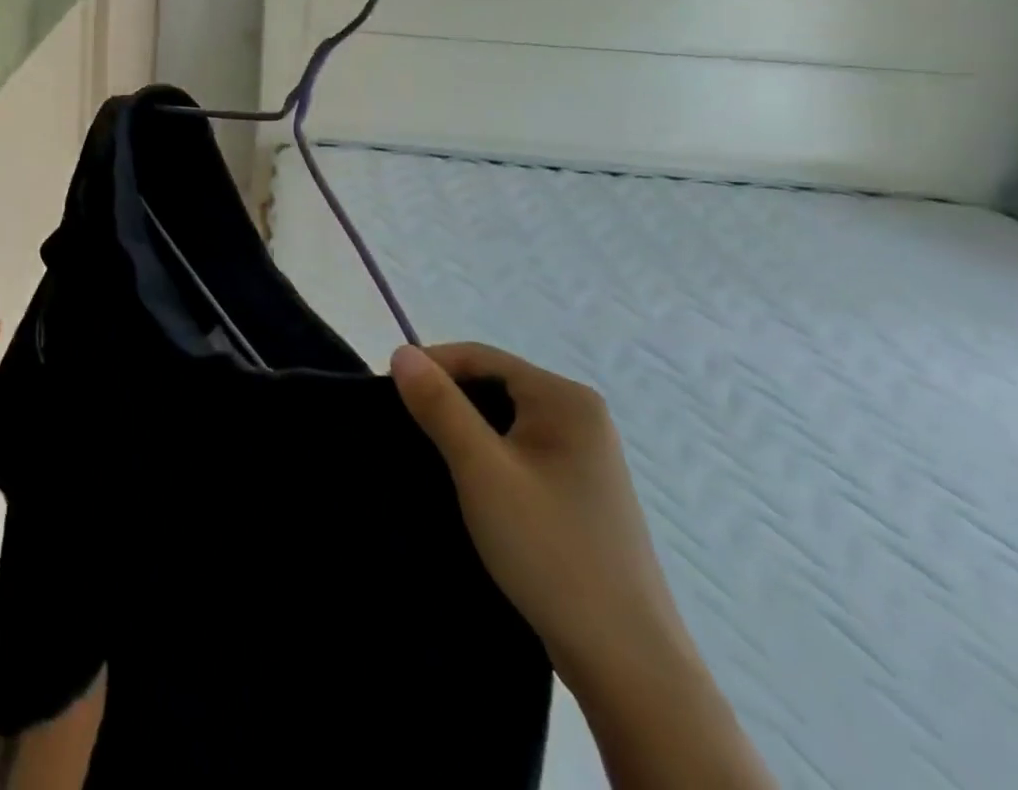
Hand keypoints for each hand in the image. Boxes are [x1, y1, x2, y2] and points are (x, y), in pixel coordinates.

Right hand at [390, 342, 690, 692]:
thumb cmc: (550, 551)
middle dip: (448, 401)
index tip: (389, 396)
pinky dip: (489, 458)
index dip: (430, 368)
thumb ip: (439, 405)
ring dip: (466, 432)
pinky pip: (520, 451)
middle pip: (494, 384)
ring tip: (433, 459)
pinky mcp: (581, 491)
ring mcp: (586, 456)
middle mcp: (582, 416)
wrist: (628, 665)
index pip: (480, 357)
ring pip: (505, 420)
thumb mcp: (481, 470)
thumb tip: (402, 352)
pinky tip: (471, 488)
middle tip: (408, 432)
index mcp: (566, 399)